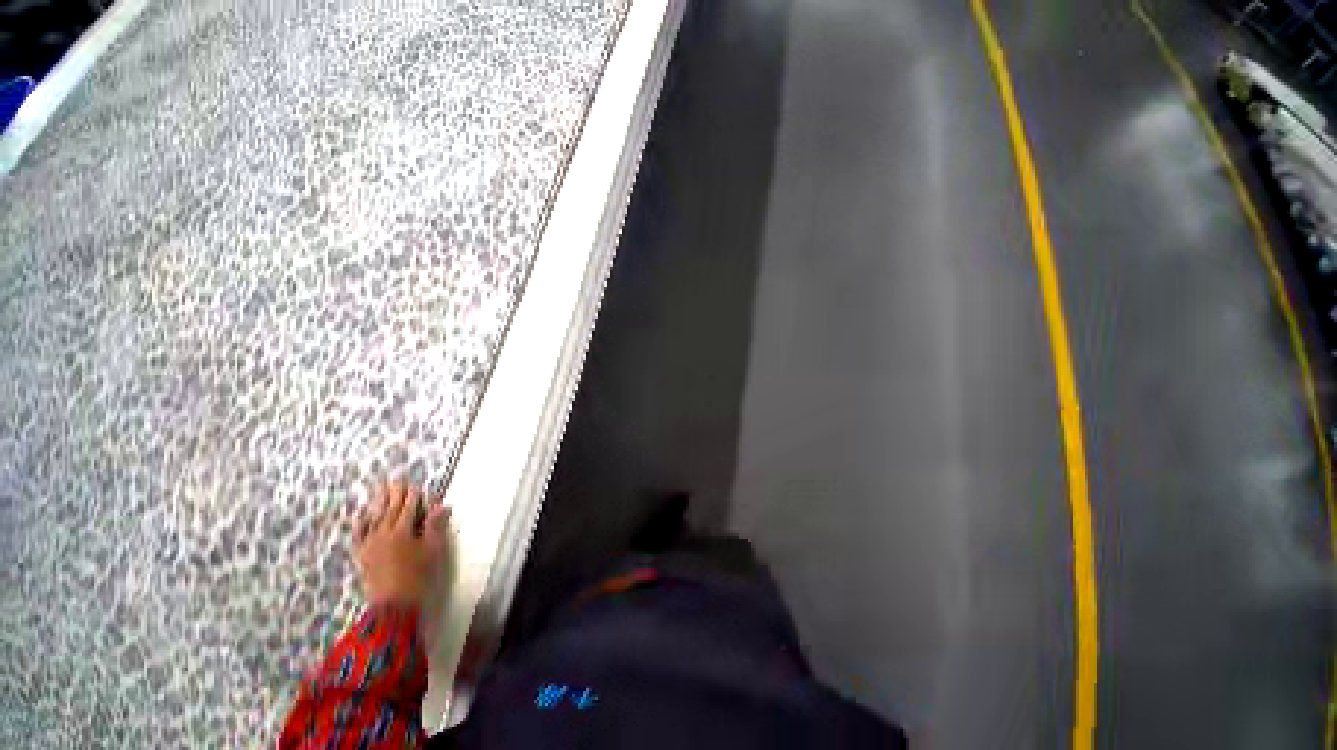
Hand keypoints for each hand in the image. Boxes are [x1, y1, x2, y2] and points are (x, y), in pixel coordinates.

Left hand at [353, 482, 450, 606]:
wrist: (393, 607)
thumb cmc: (419, 577)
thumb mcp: (433, 551)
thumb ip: (435, 527)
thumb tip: (442, 506)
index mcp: (403, 532)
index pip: (409, 508)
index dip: (413, 496)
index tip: (416, 486)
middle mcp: (384, 534)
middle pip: (390, 509)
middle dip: (395, 494)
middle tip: (397, 481)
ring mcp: (370, 545)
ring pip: (374, 518)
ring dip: (378, 502)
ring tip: (382, 490)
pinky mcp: (362, 555)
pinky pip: (359, 534)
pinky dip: (360, 522)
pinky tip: (361, 514)